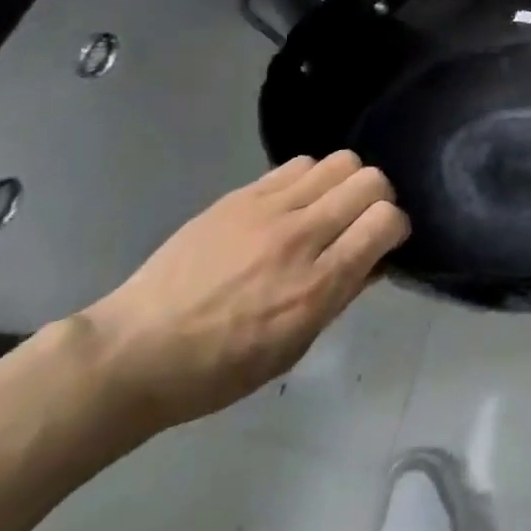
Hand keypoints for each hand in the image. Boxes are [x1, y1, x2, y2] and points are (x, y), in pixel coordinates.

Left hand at [74, 151, 408, 432]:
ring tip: (327, 209)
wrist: (135, 351)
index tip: (385, 242)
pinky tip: (295, 204)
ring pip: (339, 161)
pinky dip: (310, 179)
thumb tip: (376, 258)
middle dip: (379, 198)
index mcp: (314, 287)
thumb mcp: (293, 347)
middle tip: (361, 221)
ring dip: (345, 183)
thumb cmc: (218, 369)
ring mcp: (267, 210)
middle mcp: (298, 238)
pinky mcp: (240, 195)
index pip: (385, 221)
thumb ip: (341, 296)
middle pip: (370, 180)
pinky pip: (298, 164)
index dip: (396, 227)